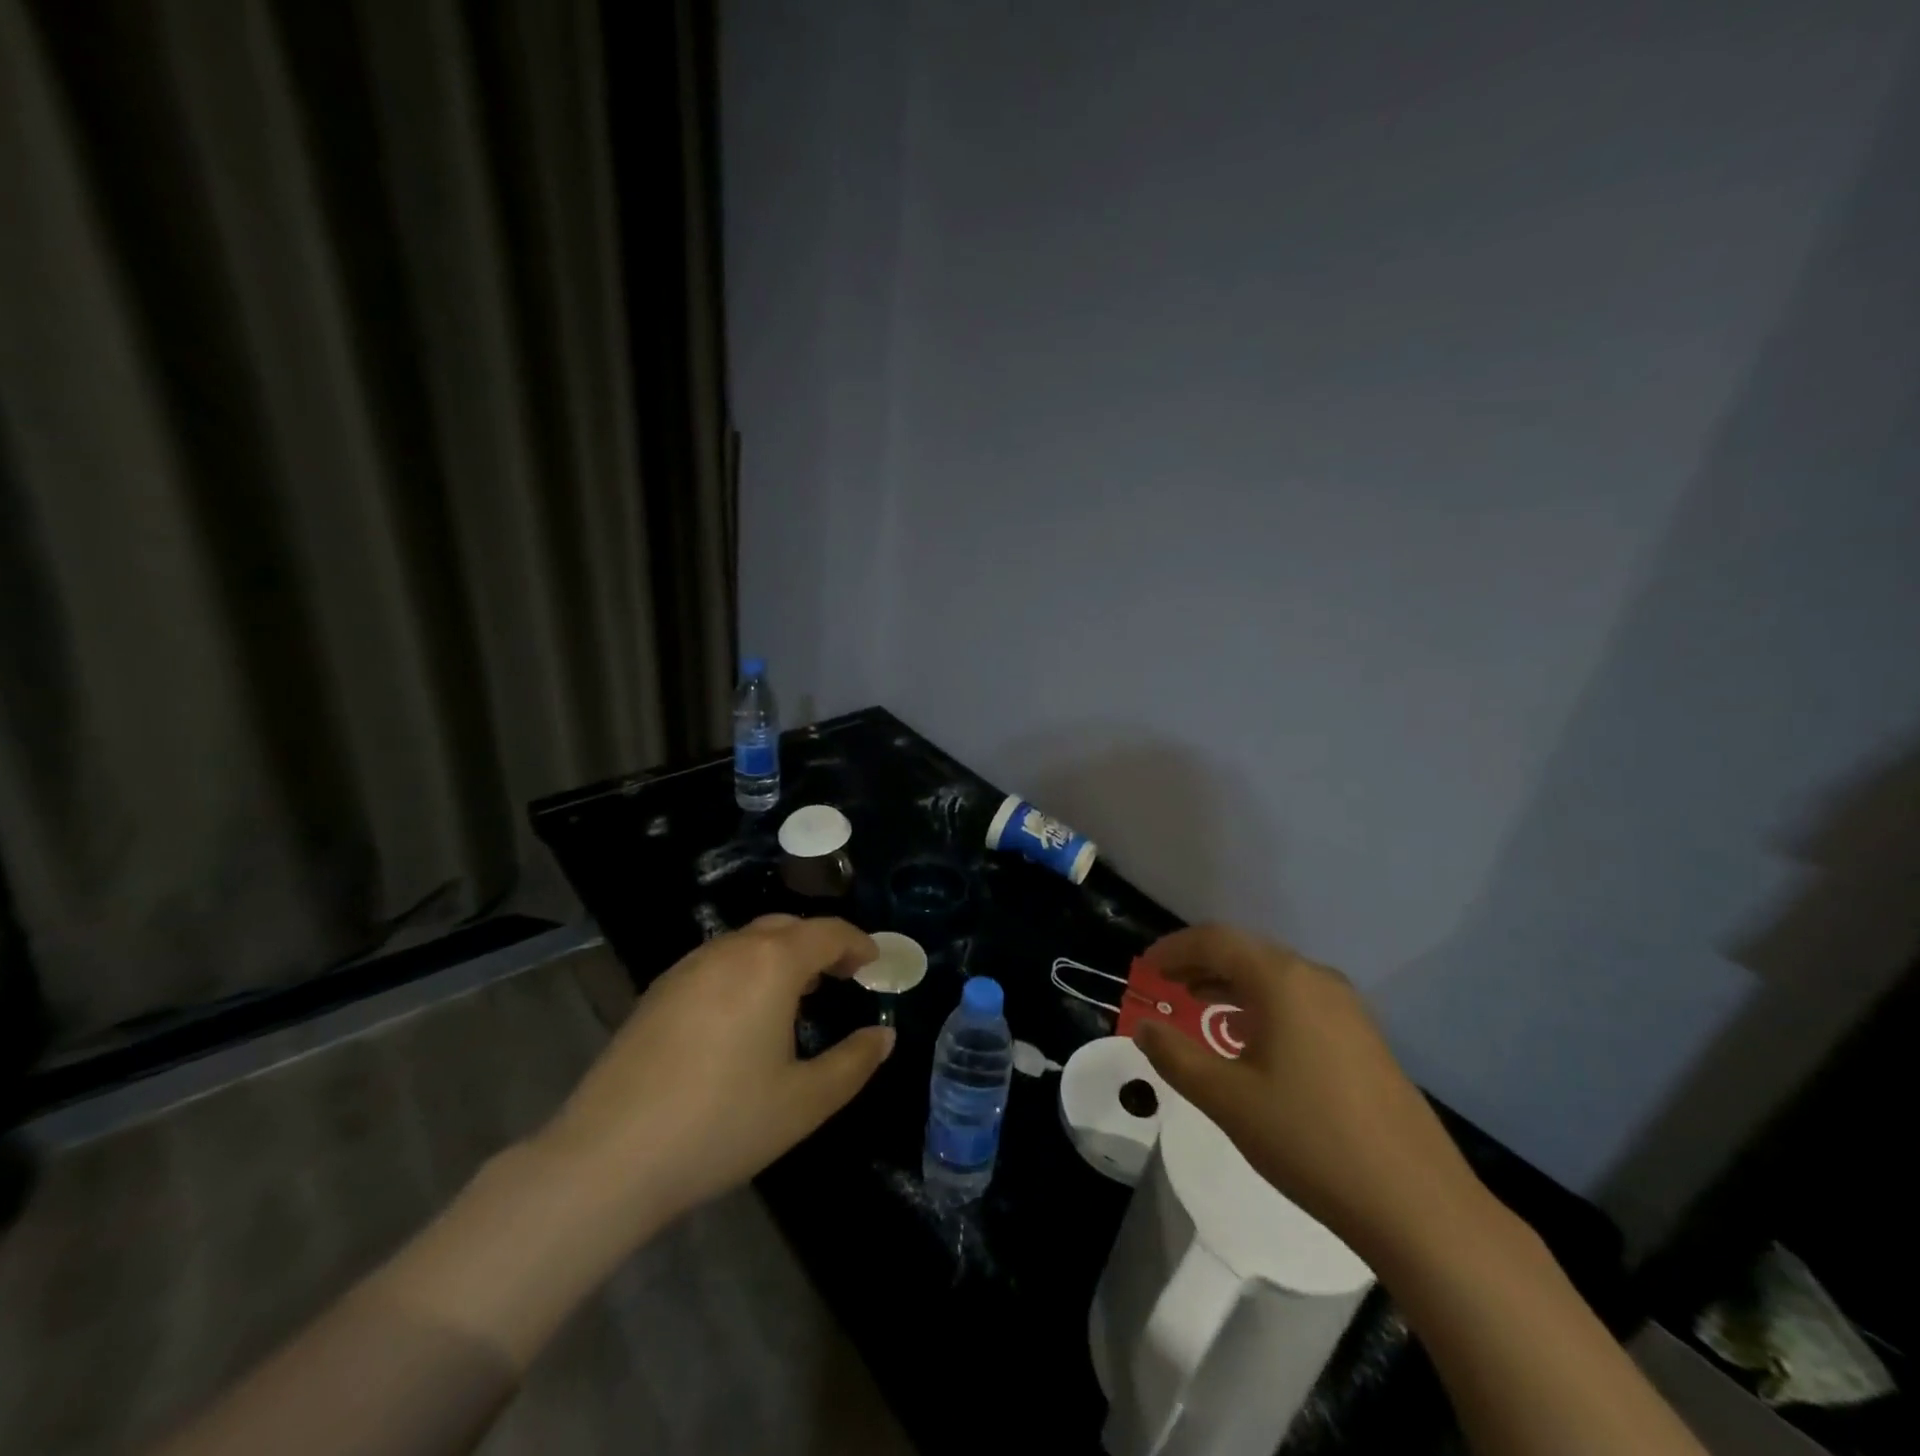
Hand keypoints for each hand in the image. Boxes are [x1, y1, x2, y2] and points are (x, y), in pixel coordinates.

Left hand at [539, 915, 892, 1231]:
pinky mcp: (658, 991)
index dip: (857, 943)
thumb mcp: (804, 1102)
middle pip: (786, 927)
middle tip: (841, 975)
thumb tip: (883, 1036)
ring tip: (797, 994)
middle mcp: (730, 951)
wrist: (609, 1157)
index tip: (873, 963)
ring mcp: (687, 968)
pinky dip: (746, 969)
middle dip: (820, 944)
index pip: (827, 932)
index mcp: (771, 964)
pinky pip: (717, 961)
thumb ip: (853, 1063)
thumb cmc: (722, 1124)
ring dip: (781, 954)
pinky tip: (743, 1014)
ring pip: (748, 941)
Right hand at [1131, 925, 1486, 1264]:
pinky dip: (1259, 1004)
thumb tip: (1145, 1027)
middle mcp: (1316, 978)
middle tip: (1163, 987)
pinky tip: (1247, 1038)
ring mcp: (1346, 1007)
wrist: (1417, 1205)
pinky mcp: (1362, 1037)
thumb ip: (1176, 1056)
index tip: (1143, 971)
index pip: (1215, 940)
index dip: (1172, 950)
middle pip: (1244, 951)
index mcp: (1282, 980)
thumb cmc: (1310, 1140)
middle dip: (1198, 964)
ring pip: (1272, 976)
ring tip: (1195, 1007)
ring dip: (1228, 984)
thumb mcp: (1227, 1099)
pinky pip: (1297, 999)